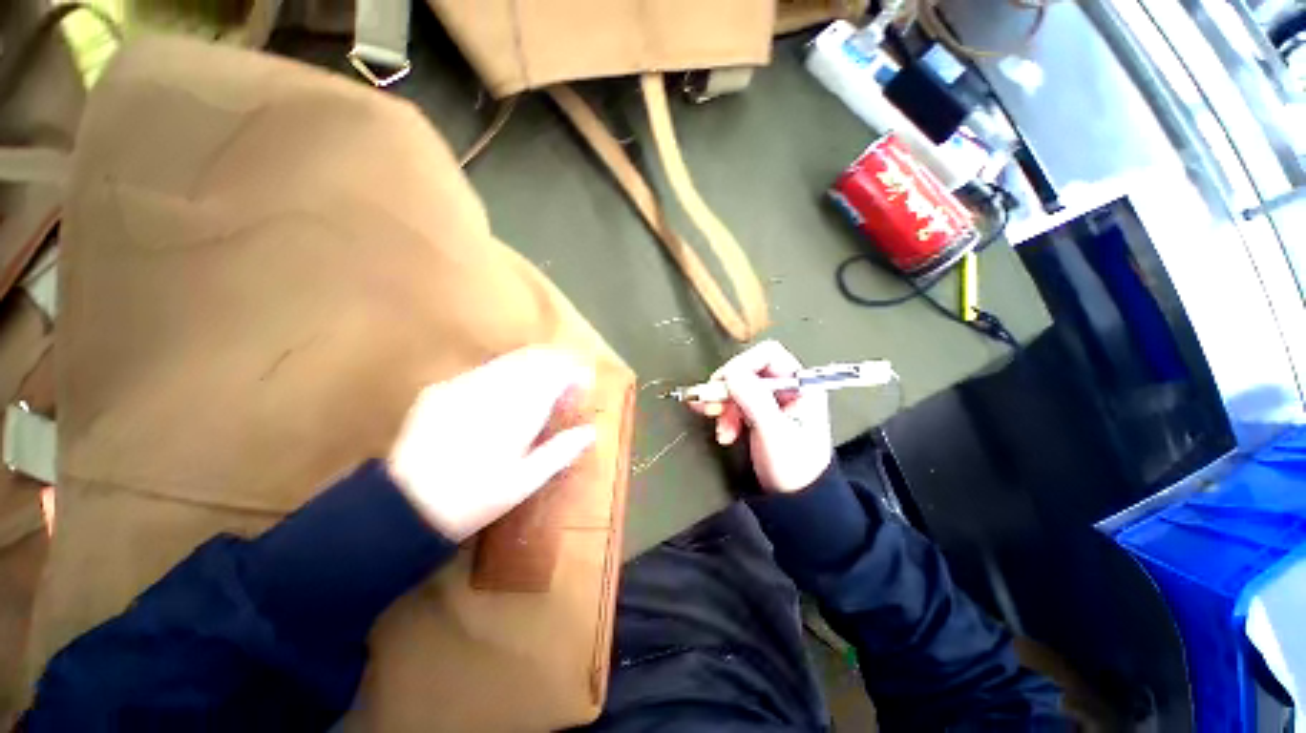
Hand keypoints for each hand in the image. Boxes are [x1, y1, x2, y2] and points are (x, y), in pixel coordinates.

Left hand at [387, 347, 596, 540]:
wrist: (405, 506)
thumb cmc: (476, 498)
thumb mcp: (525, 482)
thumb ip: (561, 451)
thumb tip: (590, 431)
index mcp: (518, 411)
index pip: (555, 373)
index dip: (574, 372)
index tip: (584, 382)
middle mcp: (493, 388)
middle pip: (534, 358)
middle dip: (556, 362)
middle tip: (565, 383)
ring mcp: (464, 384)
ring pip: (509, 359)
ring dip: (532, 365)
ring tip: (540, 385)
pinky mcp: (441, 388)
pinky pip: (484, 370)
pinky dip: (504, 373)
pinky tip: (503, 393)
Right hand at [691, 340, 831, 492]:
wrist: (795, 504)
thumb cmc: (793, 468)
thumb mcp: (774, 433)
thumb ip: (754, 400)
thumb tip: (730, 372)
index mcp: (800, 385)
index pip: (768, 355)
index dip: (743, 364)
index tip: (724, 384)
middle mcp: (785, 388)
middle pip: (748, 371)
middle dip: (728, 390)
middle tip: (716, 411)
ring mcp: (769, 401)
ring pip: (737, 388)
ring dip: (723, 405)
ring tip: (721, 431)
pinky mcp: (756, 414)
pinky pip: (733, 402)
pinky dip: (720, 411)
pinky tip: (712, 421)